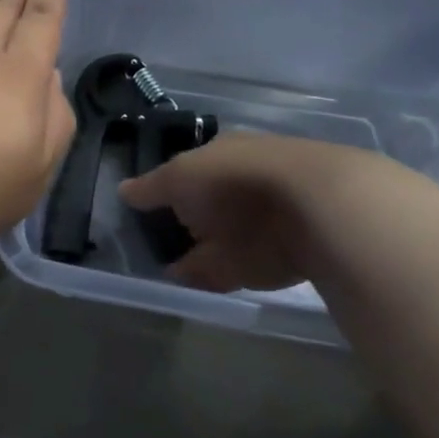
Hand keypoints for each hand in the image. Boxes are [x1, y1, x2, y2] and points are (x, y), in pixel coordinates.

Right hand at [119, 132, 373, 292]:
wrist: (315, 210)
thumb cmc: (235, 181)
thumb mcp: (181, 178)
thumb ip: (152, 188)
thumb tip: (123, 191)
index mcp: (223, 154)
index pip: (188, 170)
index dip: (166, 190)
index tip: (146, 213)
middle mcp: (245, 182)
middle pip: (207, 204)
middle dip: (186, 222)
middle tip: (157, 246)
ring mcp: (267, 218)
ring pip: (224, 235)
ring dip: (202, 250)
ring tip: (173, 270)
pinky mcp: (284, 253)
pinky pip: (240, 264)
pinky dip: (219, 272)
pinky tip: (198, 283)